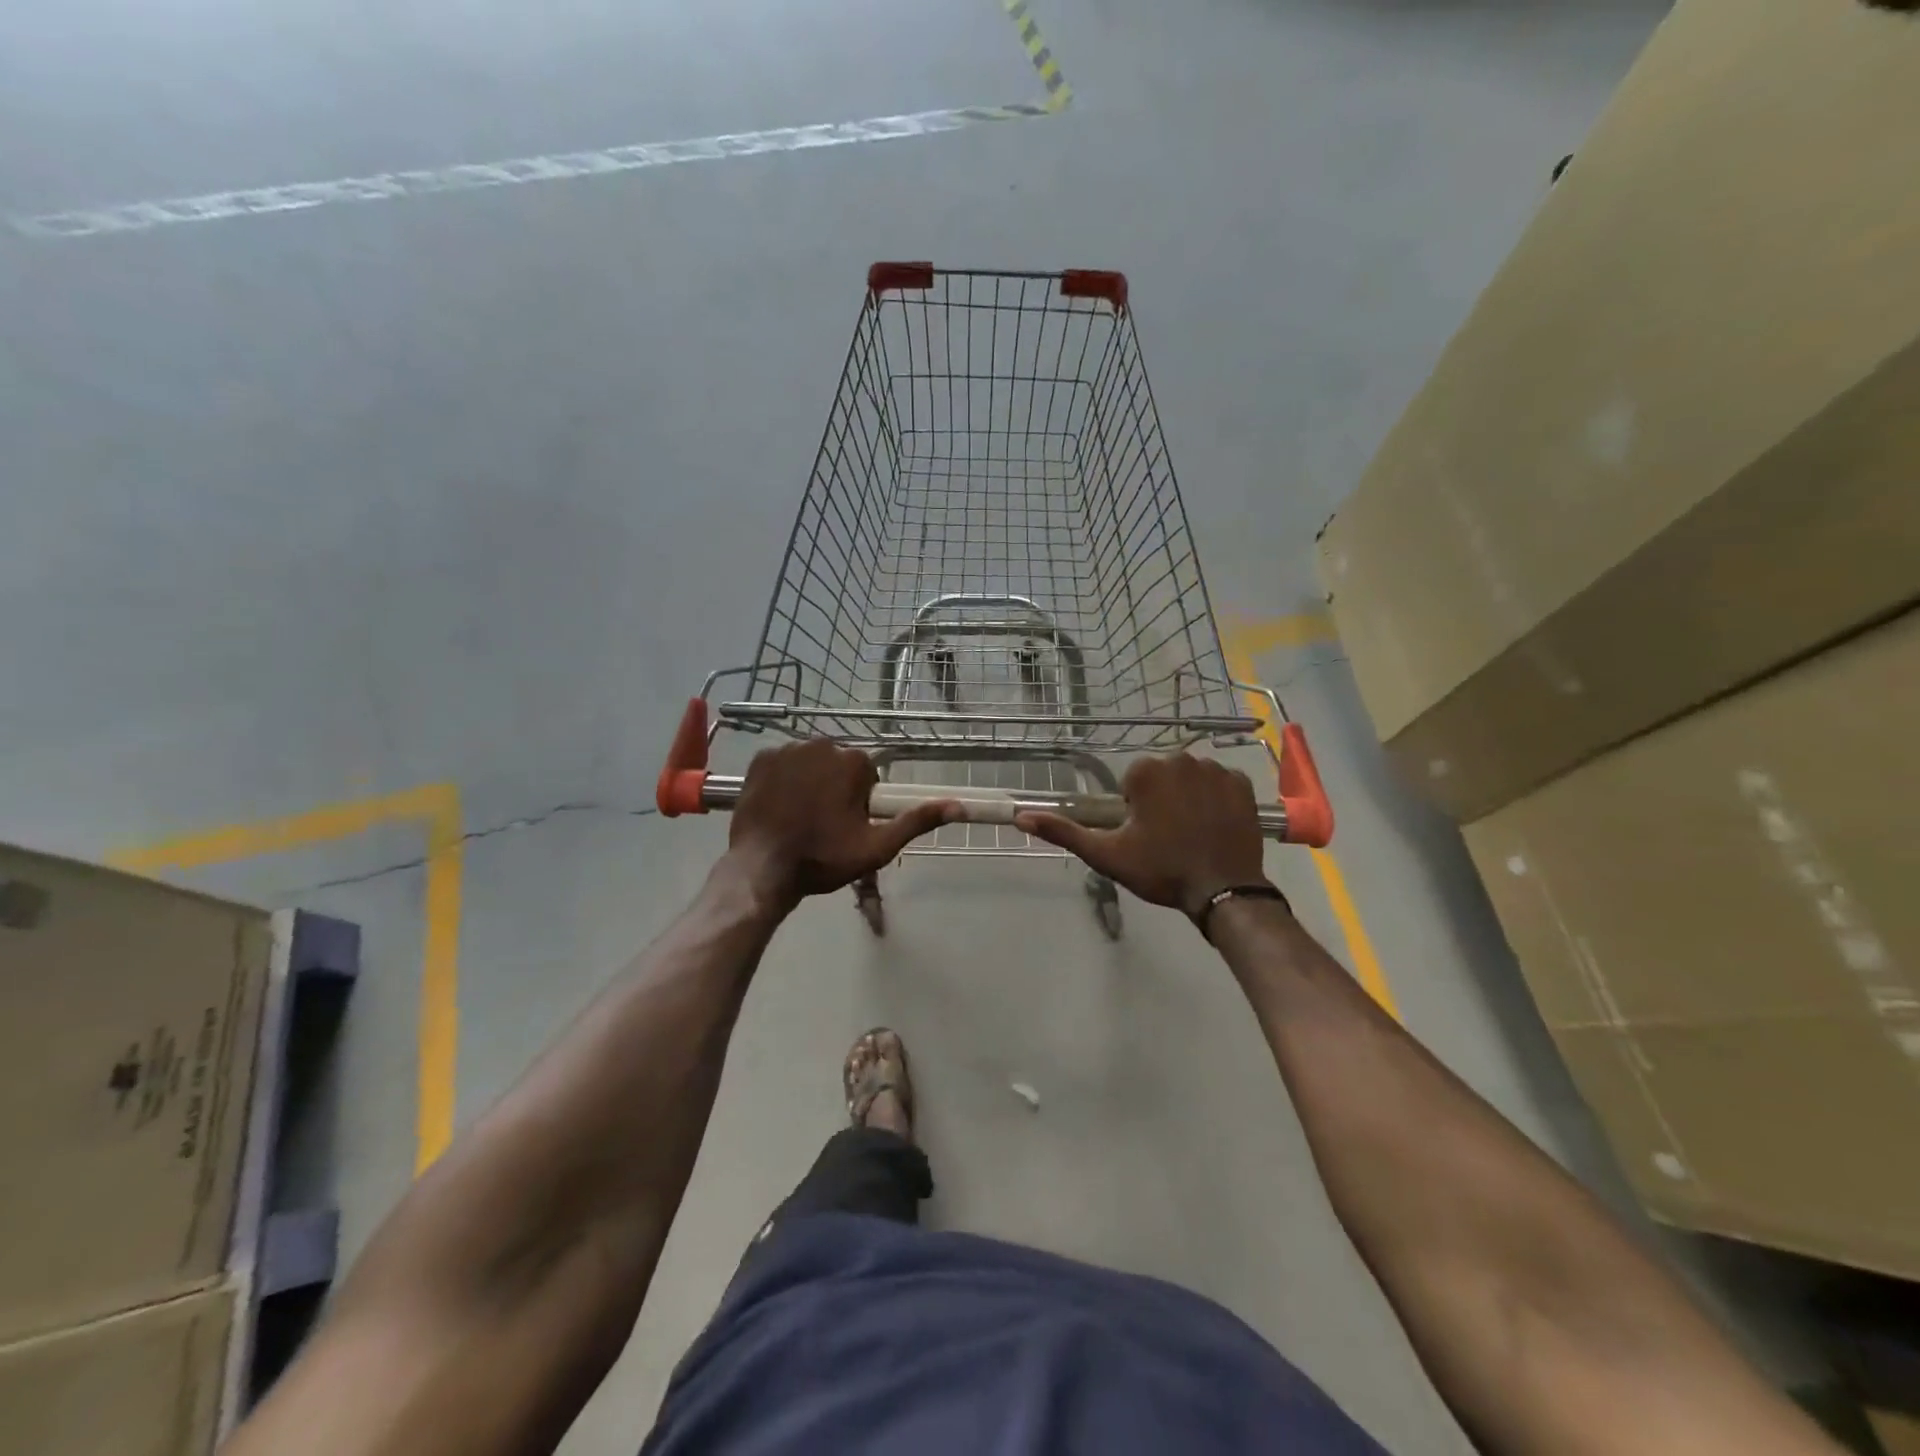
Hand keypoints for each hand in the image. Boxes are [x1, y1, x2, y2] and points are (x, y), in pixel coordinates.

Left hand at [726, 740, 954, 906]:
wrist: (763, 868)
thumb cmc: (823, 858)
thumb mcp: (877, 846)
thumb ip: (917, 821)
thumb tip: (959, 806)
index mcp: (853, 761)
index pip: (866, 774)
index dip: (860, 800)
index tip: (847, 825)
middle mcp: (821, 744)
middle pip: (838, 764)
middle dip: (835, 787)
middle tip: (824, 824)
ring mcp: (787, 749)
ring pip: (810, 762)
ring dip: (810, 781)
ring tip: (799, 817)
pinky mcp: (760, 758)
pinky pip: (782, 763)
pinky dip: (783, 779)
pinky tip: (779, 806)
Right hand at [1015, 753, 1269, 918]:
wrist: (1223, 891)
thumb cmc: (1161, 870)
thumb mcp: (1107, 854)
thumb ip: (1064, 832)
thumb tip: (1021, 818)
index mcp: (1146, 772)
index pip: (1131, 781)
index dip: (1133, 809)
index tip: (1143, 834)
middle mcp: (1181, 759)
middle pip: (1161, 776)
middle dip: (1161, 799)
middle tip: (1166, 837)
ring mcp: (1216, 769)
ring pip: (1190, 777)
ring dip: (1187, 797)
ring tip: (1191, 833)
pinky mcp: (1243, 783)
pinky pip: (1220, 783)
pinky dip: (1216, 799)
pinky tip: (1215, 826)